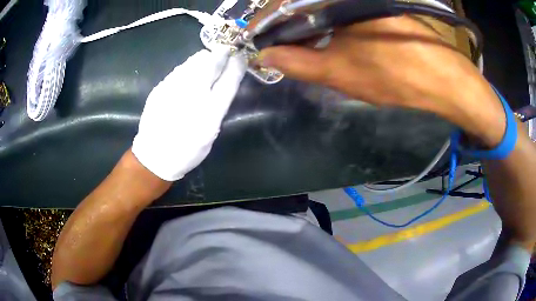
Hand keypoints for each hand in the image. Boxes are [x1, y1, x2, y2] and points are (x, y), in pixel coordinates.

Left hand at [132, 48, 246, 180]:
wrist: (155, 155)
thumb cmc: (188, 148)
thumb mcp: (211, 130)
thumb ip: (220, 104)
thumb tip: (225, 79)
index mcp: (210, 111)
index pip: (229, 78)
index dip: (237, 64)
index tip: (240, 57)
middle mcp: (192, 94)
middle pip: (211, 62)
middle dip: (220, 55)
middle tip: (224, 55)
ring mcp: (173, 87)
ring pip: (194, 61)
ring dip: (204, 60)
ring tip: (206, 65)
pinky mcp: (160, 86)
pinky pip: (180, 69)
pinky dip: (189, 68)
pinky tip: (187, 78)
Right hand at [258, 16, 506, 146]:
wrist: (443, 78)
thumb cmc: (395, 76)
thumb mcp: (341, 73)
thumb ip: (298, 63)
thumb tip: (265, 55)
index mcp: (336, 1)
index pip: (286, 3)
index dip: (265, 21)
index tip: (253, 38)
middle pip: (302, 3)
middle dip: (283, 23)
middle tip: (272, 45)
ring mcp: (361, 2)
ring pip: (320, 7)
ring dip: (303, 24)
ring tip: (294, 45)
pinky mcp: (373, 8)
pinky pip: (338, 10)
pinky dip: (324, 23)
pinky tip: (322, 38)